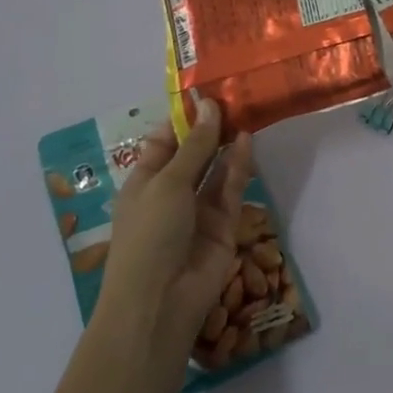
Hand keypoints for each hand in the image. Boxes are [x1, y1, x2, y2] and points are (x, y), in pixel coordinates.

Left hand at [96, 97, 254, 353]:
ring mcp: (198, 209)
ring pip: (217, 169)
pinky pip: (232, 189)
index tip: (208, 91)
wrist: (160, 301)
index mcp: (144, 181)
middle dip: (211, 128)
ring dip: (227, 144)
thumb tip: (211, 105)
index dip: (185, 118)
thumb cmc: (149, 234)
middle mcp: (171, 192)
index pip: (165, 141)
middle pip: (194, 153)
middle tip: (235, 95)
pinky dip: (239, 166)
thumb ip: (196, 146)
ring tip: (246, 111)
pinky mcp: (223, 224)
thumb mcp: (168, 183)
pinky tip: (247, 141)